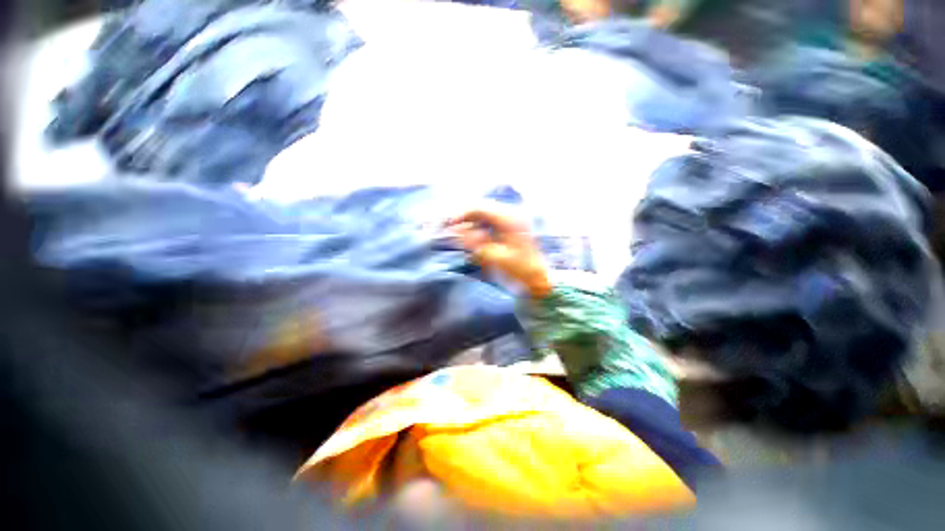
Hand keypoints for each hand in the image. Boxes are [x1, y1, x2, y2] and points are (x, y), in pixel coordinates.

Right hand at [444, 206, 551, 297]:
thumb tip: (458, 231)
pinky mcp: (511, 225)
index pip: (480, 208)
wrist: (538, 276)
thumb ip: (475, 243)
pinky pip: (491, 220)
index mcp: (509, 219)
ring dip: (472, 221)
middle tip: (451, 227)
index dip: (462, 214)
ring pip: (485, 212)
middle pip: (482, 207)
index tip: (449, 223)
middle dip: (465, 216)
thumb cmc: (518, 268)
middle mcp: (511, 214)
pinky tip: (475, 236)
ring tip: (460, 233)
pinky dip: (480, 226)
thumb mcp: (495, 257)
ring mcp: (512, 218)